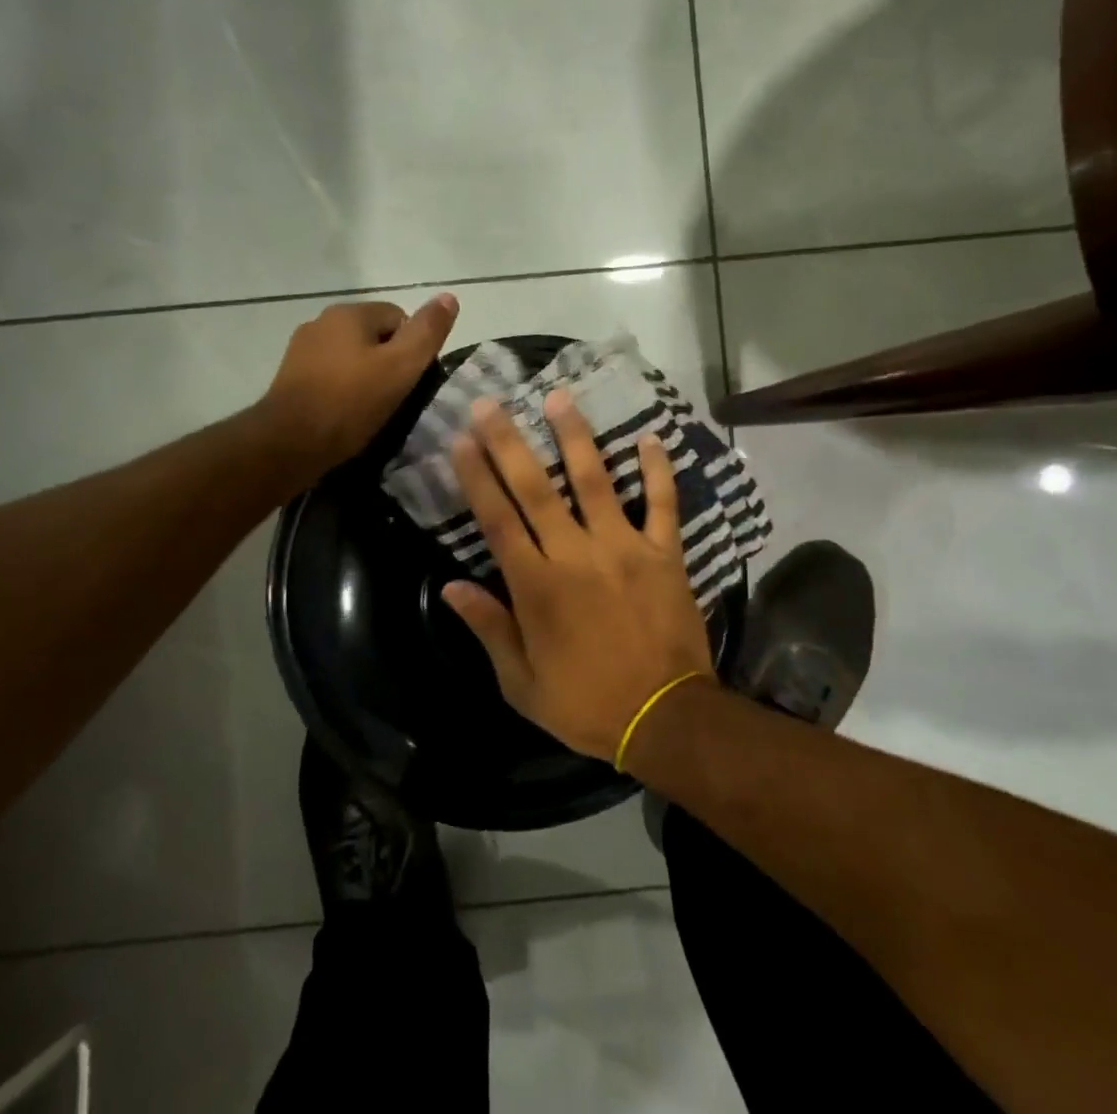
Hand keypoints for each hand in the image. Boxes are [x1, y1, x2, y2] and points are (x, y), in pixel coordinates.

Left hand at [262, 294, 459, 478]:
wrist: (289, 443)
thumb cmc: (351, 402)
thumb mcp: (402, 366)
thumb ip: (427, 332)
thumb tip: (449, 297)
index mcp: (349, 312)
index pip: (399, 317)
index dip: (412, 349)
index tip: (411, 381)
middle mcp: (321, 321)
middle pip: (373, 336)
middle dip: (388, 362)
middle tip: (395, 397)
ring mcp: (301, 349)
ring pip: (351, 356)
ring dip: (364, 376)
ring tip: (371, 409)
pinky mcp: (290, 377)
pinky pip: (330, 375)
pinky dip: (342, 389)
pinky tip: (346, 414)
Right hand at [441, 388, 713, 761]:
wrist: (665, 718)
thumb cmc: (586, 704)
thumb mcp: (522, 682)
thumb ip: (489, 628)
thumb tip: (451, 587)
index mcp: (537, 586)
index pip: (497, 520)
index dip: (476, 477)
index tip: (461, 440)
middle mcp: (576, 554)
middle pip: (535, 489)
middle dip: (509, 442)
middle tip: (492, 403)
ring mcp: (624, 548)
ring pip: (595, 480)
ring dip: (575, 437)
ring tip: (559, 397)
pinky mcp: (665, 553)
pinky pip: (662, 503)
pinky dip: (658, 470)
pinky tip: (651, 437)